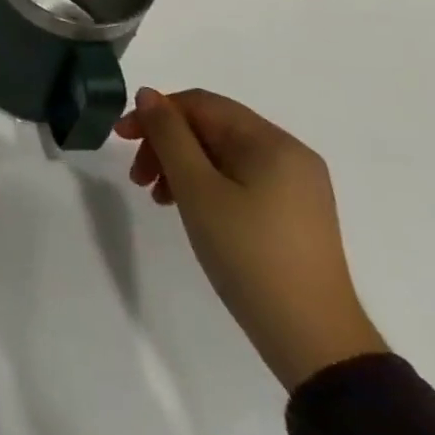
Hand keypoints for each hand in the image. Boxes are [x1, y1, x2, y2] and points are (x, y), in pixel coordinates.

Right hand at [115, 87, 387, 390]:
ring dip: (181, 165)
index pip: (201, 104)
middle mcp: (290, 155)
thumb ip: (169, 135)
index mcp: (272, 143)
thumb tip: (148, 94)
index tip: (121, 139)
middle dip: (167, 144)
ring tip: (157, 197)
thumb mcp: (197, 189)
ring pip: (222, 155)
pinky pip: (239, 179)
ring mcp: (296, 187)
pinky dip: (206, 184)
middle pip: (212, 128)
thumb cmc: (248, 254)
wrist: (313, 340)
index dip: (156, 114)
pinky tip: (187, 208)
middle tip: (137, 176)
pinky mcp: (294, 214)